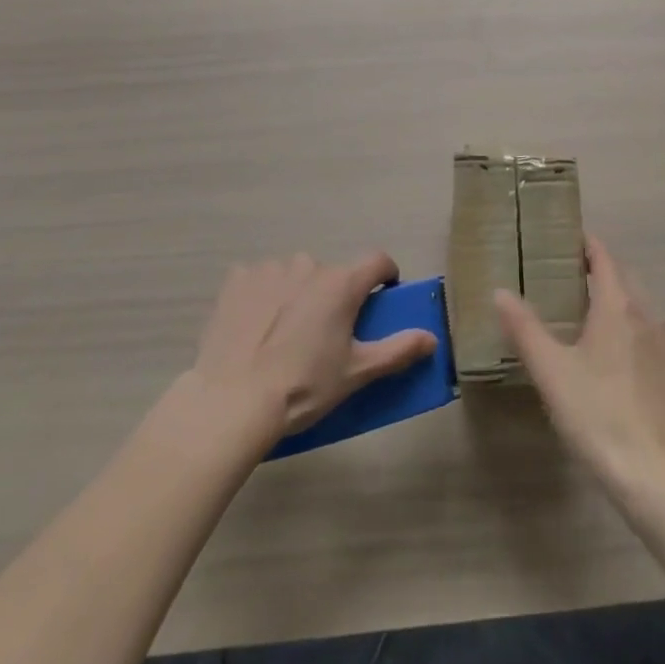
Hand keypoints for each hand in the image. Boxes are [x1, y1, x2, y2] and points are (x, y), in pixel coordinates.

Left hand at [187, 252, 437, 436]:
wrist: (231, 402)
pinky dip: (262, 295)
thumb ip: (397, 351)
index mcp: (342, 283)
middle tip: (324, 335)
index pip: (378, 261)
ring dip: (297, 294)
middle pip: (332, 274)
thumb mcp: (355, 374)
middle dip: (333, 296)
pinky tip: (254, 328)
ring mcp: (271, 268)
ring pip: (295, 275)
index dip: (385, 276)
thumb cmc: (302, 386)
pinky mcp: (237, 279)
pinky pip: (260, 279)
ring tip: (284, 335)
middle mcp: (309, 264)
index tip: (381, 297)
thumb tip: (432, 338)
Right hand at [495, 236, 664, 494]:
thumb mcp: (551, 371)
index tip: (567, 241)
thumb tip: (500, 291)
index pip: (604, 258)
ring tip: (592, 317)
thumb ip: (525, 328)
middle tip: (572, 278)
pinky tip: (619, 361)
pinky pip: (653, 338)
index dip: (587, 245)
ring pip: (642, 308)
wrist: (655, 478)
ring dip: (620, 302)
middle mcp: (648, 316)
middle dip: (602, 271)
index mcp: (619, 306)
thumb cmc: (597, 415)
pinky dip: (635, 332)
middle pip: (625, 279)